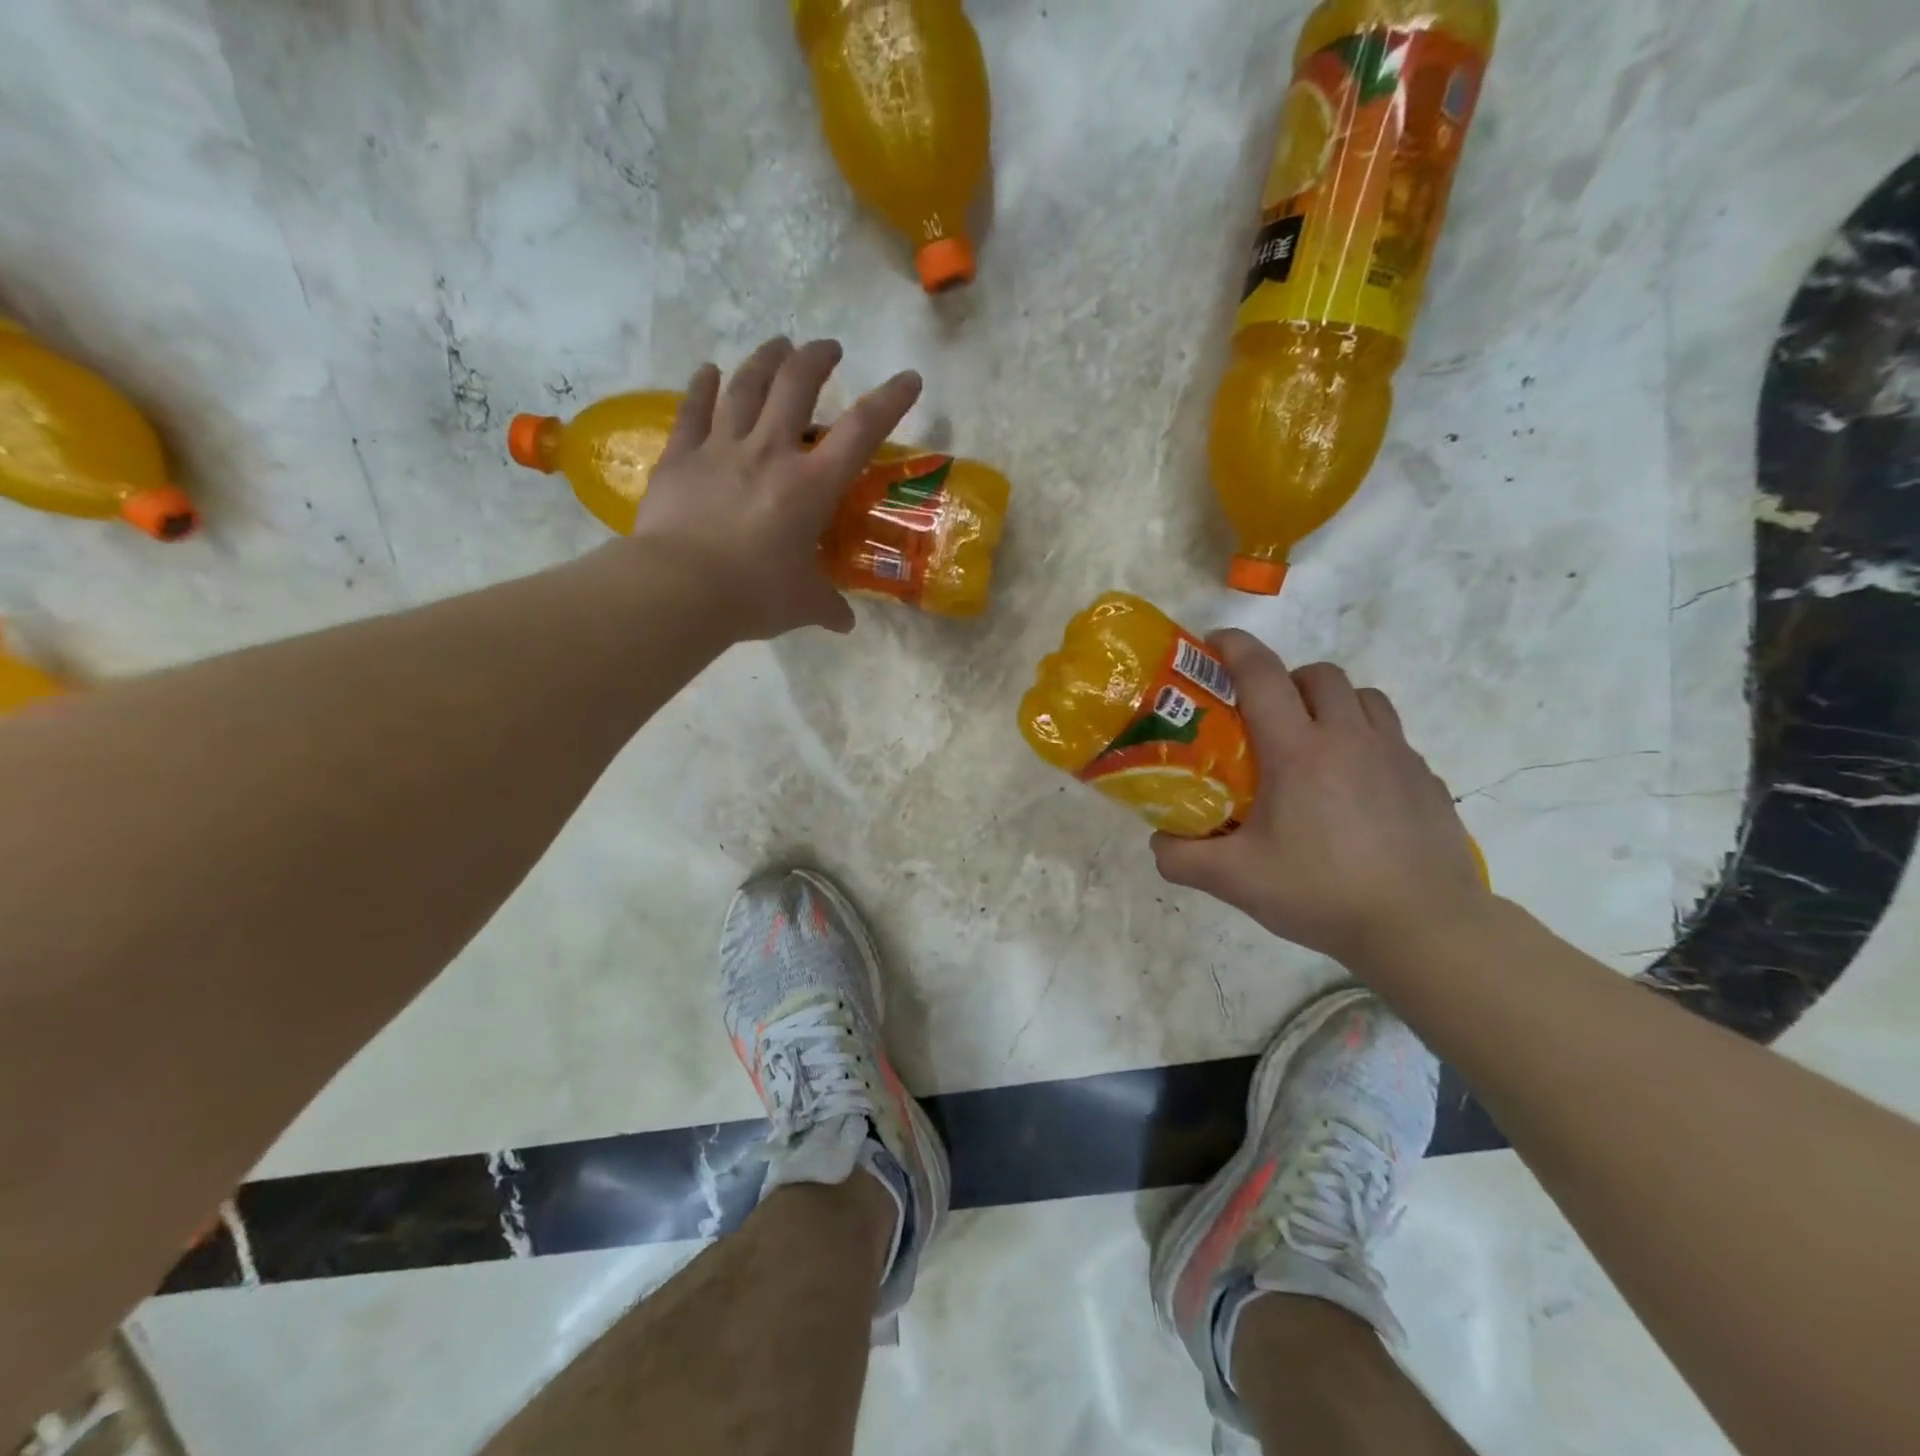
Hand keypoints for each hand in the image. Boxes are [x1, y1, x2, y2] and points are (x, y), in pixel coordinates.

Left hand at [628, 337, 922, 640]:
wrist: (680, 589)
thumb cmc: (754, 594)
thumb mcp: (803, 605)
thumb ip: (827, 607)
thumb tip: (845, 623)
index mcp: (811, 486)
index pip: (861, 432)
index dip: (889, 401)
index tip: (908, 379)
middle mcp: (770, 453)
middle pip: (796, 386)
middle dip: (816, 359)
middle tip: (827, 348)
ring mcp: (721, 449)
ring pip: (746, 387)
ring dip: (765, 360)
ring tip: (778, 344)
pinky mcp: (681, 458)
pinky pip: (693, 410)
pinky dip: (703, 386)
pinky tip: (709, 370)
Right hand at [1152, 630, 1488, 963]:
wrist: (1423, 927)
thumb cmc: (1322, 892)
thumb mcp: (1236, 880)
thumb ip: (1183, 859)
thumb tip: (1158, 842)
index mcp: (1298, 751)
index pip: (1262, 675)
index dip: (1235, 648)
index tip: (1214, 642)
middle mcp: (1349, 738)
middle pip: (1319, 675)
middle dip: (1288, 680)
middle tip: (1267, 716)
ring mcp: (1396, 756)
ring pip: (1364, 698)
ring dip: (1333, 703)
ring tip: (1315, 743)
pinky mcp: (1426, 780)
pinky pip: (1392, 737)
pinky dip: (1367, 742)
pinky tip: (1355, 788)